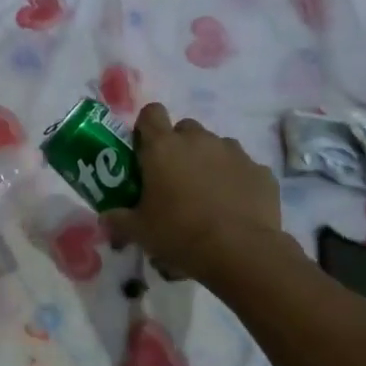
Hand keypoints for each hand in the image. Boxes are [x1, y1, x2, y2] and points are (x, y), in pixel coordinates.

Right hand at [103, 103, 285, 284]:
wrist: (240, 251)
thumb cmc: (180, 234)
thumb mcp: (139, 231)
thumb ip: (119, 219)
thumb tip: (106, 217)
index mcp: (163, 148)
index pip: (151, 113)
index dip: (146, 128)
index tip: (144, 151)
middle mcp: (199, 140)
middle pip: (184, 129)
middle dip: (178, 147)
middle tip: (173, 180)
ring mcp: (234, 152)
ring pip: (215, 146)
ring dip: (207, 163)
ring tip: (206, 196)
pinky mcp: (260, 170)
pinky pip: (242, 168)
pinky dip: (235, 181)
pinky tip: (233, 208)